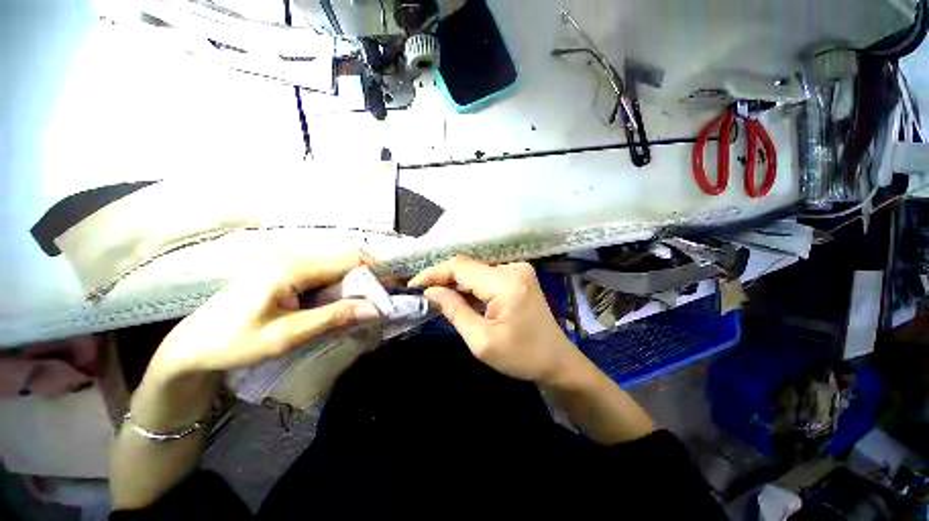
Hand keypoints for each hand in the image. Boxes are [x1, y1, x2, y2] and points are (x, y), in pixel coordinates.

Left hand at [147, 251, 379, 379]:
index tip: (390, 294)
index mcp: (291, 268)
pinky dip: (339, 287)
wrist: (191, 348)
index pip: (348, 262)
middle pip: (344, 261)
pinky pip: (323, 274)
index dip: (374, 276)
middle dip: (367, 280)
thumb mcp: (287, 335)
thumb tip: (375, 309)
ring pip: (336, 267)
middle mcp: (292, 258)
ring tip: (363, 305)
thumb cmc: (234, 343)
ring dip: (354, 284)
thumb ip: (334, 317)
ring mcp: (287, 264)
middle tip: (379, 303)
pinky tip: (340, 303)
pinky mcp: (285, 273)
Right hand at [410, 256, 574, 383]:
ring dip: (456, 283)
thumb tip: (431, 291)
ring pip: (476, 271)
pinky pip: (486, 276)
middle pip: (468, 267)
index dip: (434, 273)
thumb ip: (455, 311)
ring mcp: (518, 270)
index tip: (413, 285)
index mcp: (506, 282)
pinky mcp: (518, 276)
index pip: (460, 267)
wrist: (557, 361)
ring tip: (437, 296)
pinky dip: (470, 286)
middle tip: (423, 294)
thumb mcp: (482, 341)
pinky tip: (459, 297)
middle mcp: (513, 268)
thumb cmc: (522, 357)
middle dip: (443, 278)